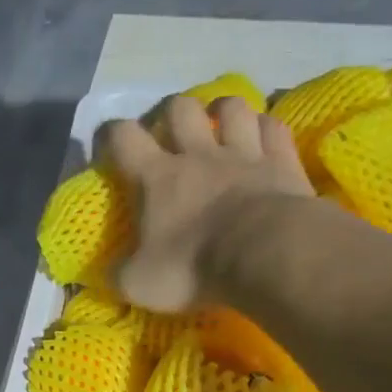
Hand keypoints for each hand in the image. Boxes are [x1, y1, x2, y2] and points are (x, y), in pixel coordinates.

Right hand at [100, 94, 312, 311]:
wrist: (266, 255)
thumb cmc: (194, 267)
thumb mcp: (140, 284)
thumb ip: (121, 273)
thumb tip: (113, 272)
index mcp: (156, 177)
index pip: (122, 137)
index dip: (111, 135)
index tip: (109, 146)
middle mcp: (198, 154)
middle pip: (179, 107)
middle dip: (170, 113)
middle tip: (171, 134)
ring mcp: (244, 153)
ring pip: (231, 107)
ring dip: (222, 111)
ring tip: (220, 126)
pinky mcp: (282, 161)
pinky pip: (273, 128)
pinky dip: (266, 128)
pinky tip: (264, 138)